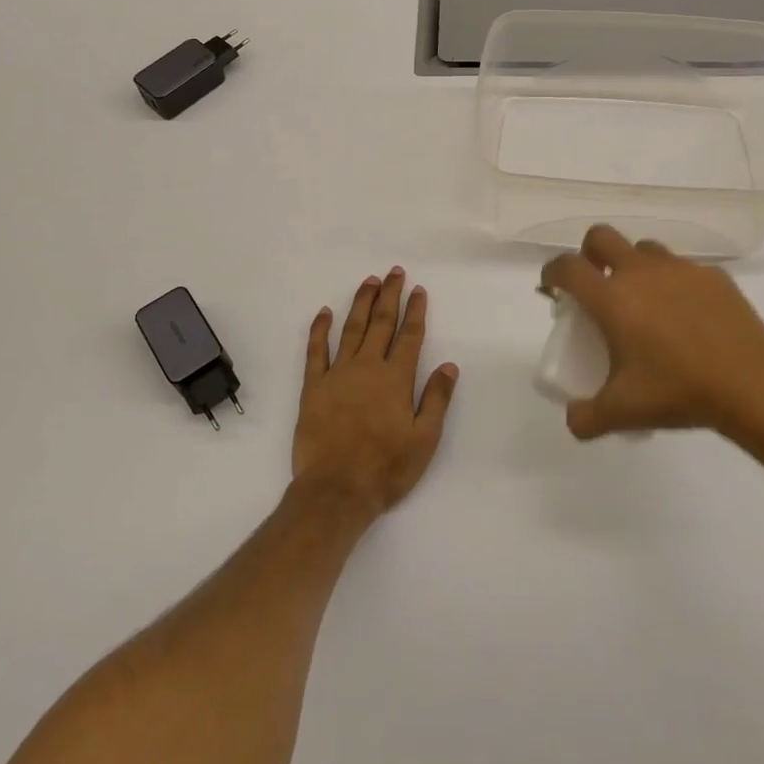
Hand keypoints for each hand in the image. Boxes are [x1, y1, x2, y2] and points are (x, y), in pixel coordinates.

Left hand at [291, 267, 457, 519]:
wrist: (336, 491)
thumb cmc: (386, 468)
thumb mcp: (424, 439)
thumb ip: (436, 398)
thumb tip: (449, 364)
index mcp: (396, 378)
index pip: (409, 335)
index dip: (415, 311)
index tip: (418, 290)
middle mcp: (368, 367)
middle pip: (381, 323)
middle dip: (389, 295)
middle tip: (394, 273)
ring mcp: (338, 374)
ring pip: (351, 329)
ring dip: (361, 303)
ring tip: (369, 281)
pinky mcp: (313, 387)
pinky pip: (315, 351)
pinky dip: (319, 329)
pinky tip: (324, 312)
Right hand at [541, 225, 763, 441]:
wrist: (752, 384)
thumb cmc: (678, 391)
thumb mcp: (623, 412)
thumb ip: (587, 417)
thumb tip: (574, 419)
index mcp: (611, 298)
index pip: (567, 267)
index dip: (552, 272)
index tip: (552, 287)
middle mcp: (640, 272)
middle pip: (601, 237)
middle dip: (589, 254)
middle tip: (596, 285)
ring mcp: (679, 269)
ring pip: (644, 249)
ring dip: (633, 265)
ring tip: (644, 301)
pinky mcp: (712, 276)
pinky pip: (683, 269)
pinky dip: (673, 283)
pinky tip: (686, 316)